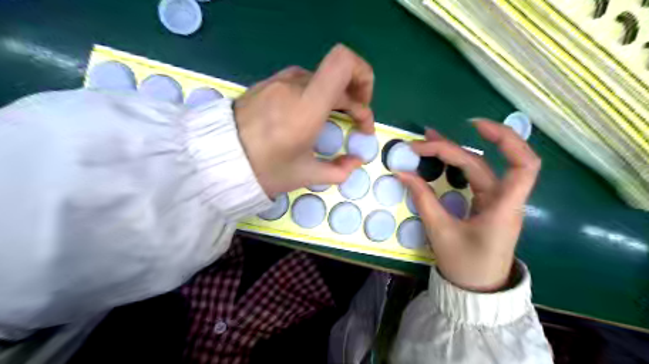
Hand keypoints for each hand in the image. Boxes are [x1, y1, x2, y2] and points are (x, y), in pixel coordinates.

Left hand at [235, 45, 374, 198]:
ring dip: (335, 98)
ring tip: (332, 121)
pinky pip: (301, 83)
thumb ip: (339, 170)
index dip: (363, 78)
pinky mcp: (267, 84)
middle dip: (355, 100)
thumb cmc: (265, 169)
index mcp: (307, 105)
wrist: (219, 160)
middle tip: (356, 125)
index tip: (363, 111)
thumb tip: (355, 162)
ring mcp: (279, 81)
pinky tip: (308, 116)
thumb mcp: (305, 175)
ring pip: (321, 80)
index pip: (344, 62)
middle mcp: (295, 85)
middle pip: (338, 77)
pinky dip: (315, 96)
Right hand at [399, 121, 540, 292]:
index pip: (522, 165)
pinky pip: (471, 179)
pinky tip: (439, 158)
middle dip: (450, 149)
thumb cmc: (465, 265)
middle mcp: (503, 199)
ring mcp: (494, 201)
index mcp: (503, 207)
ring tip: (427, 140)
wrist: (476, 290)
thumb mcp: (440, 231)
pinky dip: (454, 166)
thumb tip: (402, 173)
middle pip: (482, 163)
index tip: (474, 126)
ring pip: (477, 168)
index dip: (505, 140)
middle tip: (419, 144)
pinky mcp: (485, 204)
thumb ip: (423, 199)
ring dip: (453, 152)